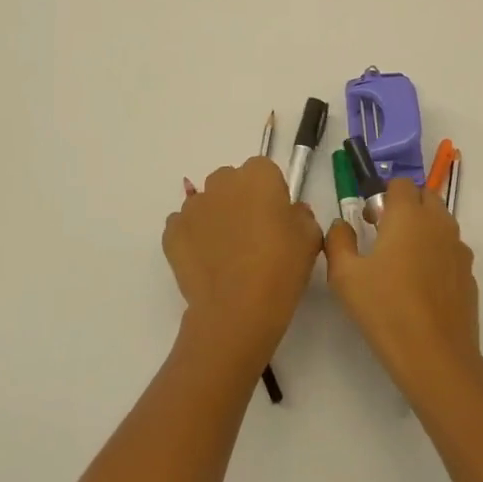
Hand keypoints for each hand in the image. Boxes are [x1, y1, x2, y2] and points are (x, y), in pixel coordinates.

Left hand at [165, 158, 321, 363]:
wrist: (237, 309)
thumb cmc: (281, 267)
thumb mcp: (310, 238)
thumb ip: (302, 215)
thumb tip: (290, 212)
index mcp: (258, 175)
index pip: (265, 171)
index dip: (271, 194)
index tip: (277, 219)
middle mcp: (222, 182)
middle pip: (232, 182)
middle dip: (241, 200)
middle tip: (254, 235)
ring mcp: (192, 206)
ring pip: (207, 203)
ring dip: (217, 218)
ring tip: (228, 253)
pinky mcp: (171, 232)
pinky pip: (185, 226)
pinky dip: (195, 238)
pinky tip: (208, 262)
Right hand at [324, 177, 482, 397]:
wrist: (436, 356)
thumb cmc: (386, 309)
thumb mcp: (345, 276)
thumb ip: (338, 241)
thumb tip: (341, 225)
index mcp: (409, 215)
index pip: (400, 183)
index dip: (383, 196)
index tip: (370, 221)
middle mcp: (438, 223)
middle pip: (425, 197)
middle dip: (405, 207)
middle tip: (384, 237)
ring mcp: (458, 248)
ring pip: (440, 223)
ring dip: (422, 230)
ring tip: (402, 265)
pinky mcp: (469, 273)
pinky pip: (451, 250)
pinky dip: (437, 255)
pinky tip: (422, 288)